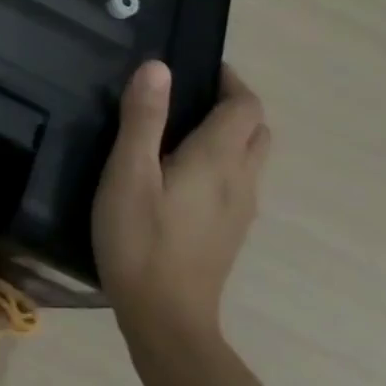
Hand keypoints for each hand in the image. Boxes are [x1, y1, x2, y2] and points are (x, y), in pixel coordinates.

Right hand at [92, 60, 269, 356]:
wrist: (166, 319)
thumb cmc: (140, 239)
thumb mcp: (129, 173)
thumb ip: (144, 118)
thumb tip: (158, 67)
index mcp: (219, 159)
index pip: (246, 105)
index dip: (229, 80)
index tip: (197, 67)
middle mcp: (242, 180)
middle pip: (257, 129)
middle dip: (232, 104)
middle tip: (187, 96)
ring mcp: (241, 210)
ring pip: (251, 157)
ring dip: (229, 133)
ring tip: (180, 130)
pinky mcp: (230, 232)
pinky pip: (239, 181)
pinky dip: (223, 161)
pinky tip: (182, 174)